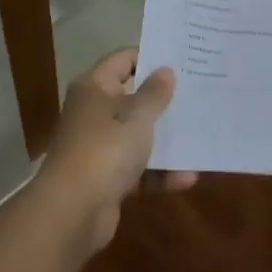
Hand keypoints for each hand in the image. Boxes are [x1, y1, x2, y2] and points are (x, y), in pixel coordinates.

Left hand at [36, 48, 195, 254]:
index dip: (151, 57)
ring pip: (137, 136)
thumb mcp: (137, 118)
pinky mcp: (105, 179)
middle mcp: (94, 112)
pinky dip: (158, 173)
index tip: (182, 61)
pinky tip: (187, 178)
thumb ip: (154, 94)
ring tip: (200, 140)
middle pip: (133, 98)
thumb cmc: (105, 151)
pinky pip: (138, 169)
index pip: (124, 59)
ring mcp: (99, 146)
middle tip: (199, 95)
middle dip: (164, 102)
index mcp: (95, 88)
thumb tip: (165, 70)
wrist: (71, 213)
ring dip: (166, 142)